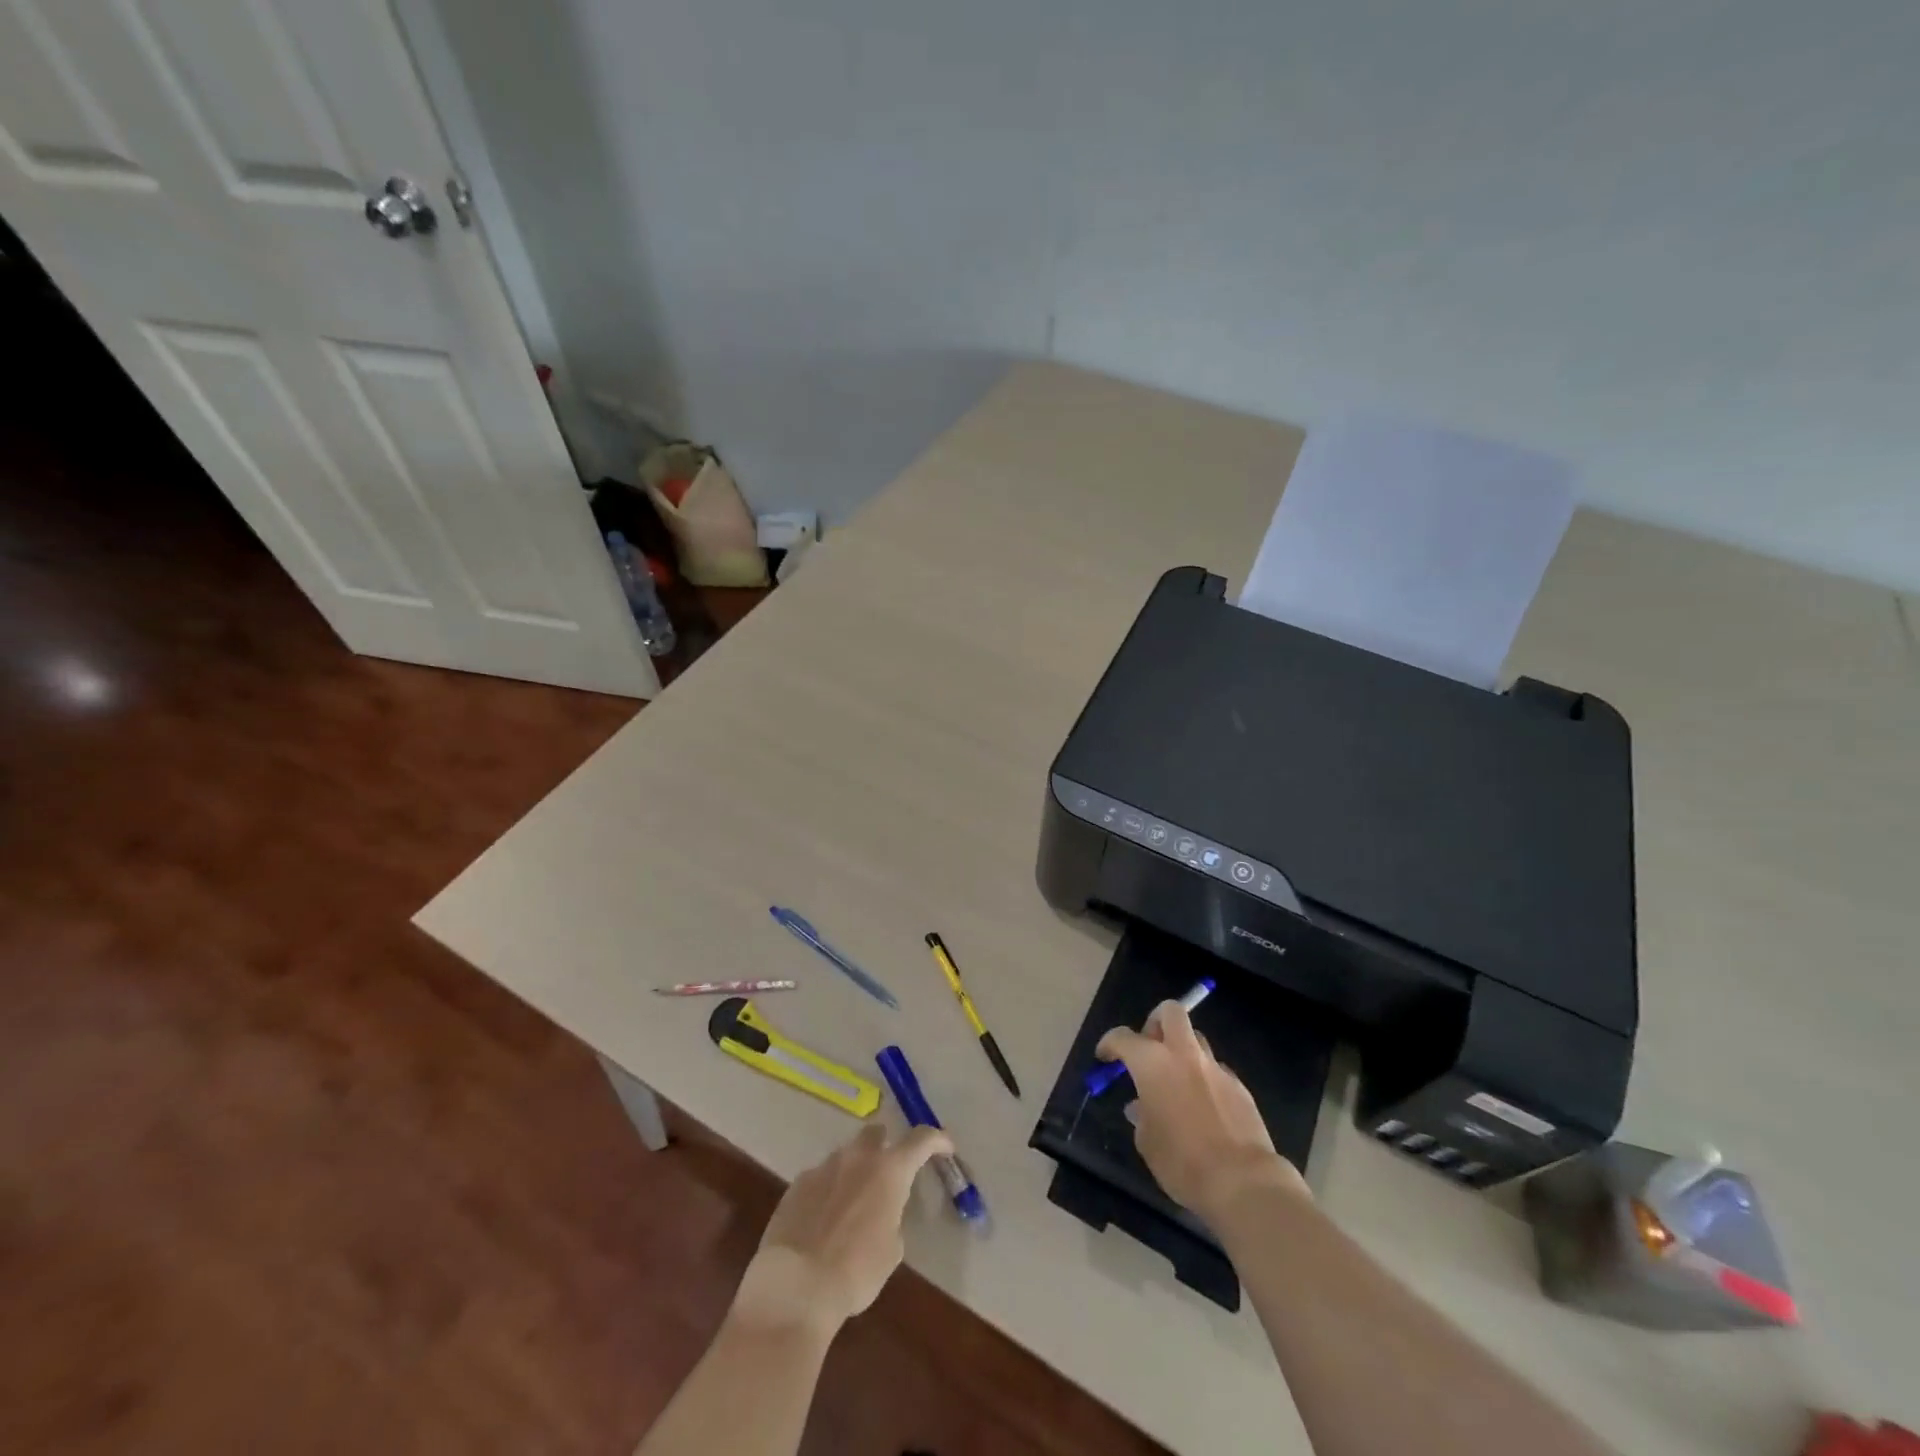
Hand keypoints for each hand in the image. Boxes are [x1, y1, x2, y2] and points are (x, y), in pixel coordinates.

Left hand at [733, 1121, 953, 1334]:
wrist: (796, 1285)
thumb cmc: (856, 1271)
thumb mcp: (891, 1248)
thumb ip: (891, 1216)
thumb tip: (880, 1211)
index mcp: (889, 1170)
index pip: (921, 1139)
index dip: (937, 1140)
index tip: (946, 1147)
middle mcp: (857, 1157)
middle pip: (876, 1133)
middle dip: (885, 1145)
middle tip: (888, 1170)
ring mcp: (824, 1166)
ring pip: (845, 1156)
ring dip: (854, 1170)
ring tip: (852, 1203)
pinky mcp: (797, 1184)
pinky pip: (820, 1178)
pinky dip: (827, 1190)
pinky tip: (822, 1219)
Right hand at [1096, 1001, 1307, 1218]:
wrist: (1243, 1182)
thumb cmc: (1182, 1162)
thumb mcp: (1147, 1142)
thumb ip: (1141, 1115)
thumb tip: (1141, 1107)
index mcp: (1153, 1063)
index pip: (1123, 1037)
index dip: (1110, 1044)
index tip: (1105, 1056)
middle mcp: (1184, 1054)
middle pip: (1171, 1012)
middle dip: (1156, 1022)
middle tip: (1149, 1048)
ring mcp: (1216, 1068)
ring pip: (1196, 1040)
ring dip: (1182, 1051)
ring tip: (1177, 1081)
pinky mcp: (1240, 1087)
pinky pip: (1216, 1070)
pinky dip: (1205, 1078)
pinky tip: (1203, 1106)